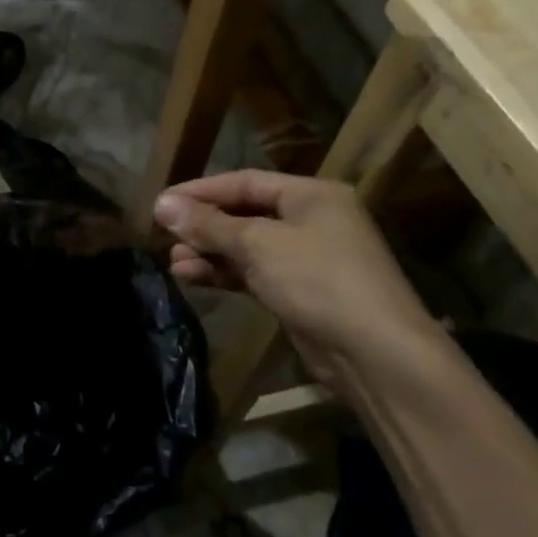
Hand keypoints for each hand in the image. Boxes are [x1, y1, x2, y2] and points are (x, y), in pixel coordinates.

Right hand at [153, 171, 441, 385]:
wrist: (375, 354)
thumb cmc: (318, 280)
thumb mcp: (259, 245)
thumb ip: (209, 225)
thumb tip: (161, 205)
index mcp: (311, 195)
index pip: (245, 182)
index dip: (201, 191)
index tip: (162, 202)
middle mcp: (311, 220)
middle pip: (245, 213)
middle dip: (204, 225)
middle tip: (164, 235)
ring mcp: (307, 258)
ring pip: (247, 246)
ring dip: (210, 252)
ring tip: (173, 262)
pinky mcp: (301, 292)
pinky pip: (255, 273)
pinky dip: (225, 273)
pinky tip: (192, 277)